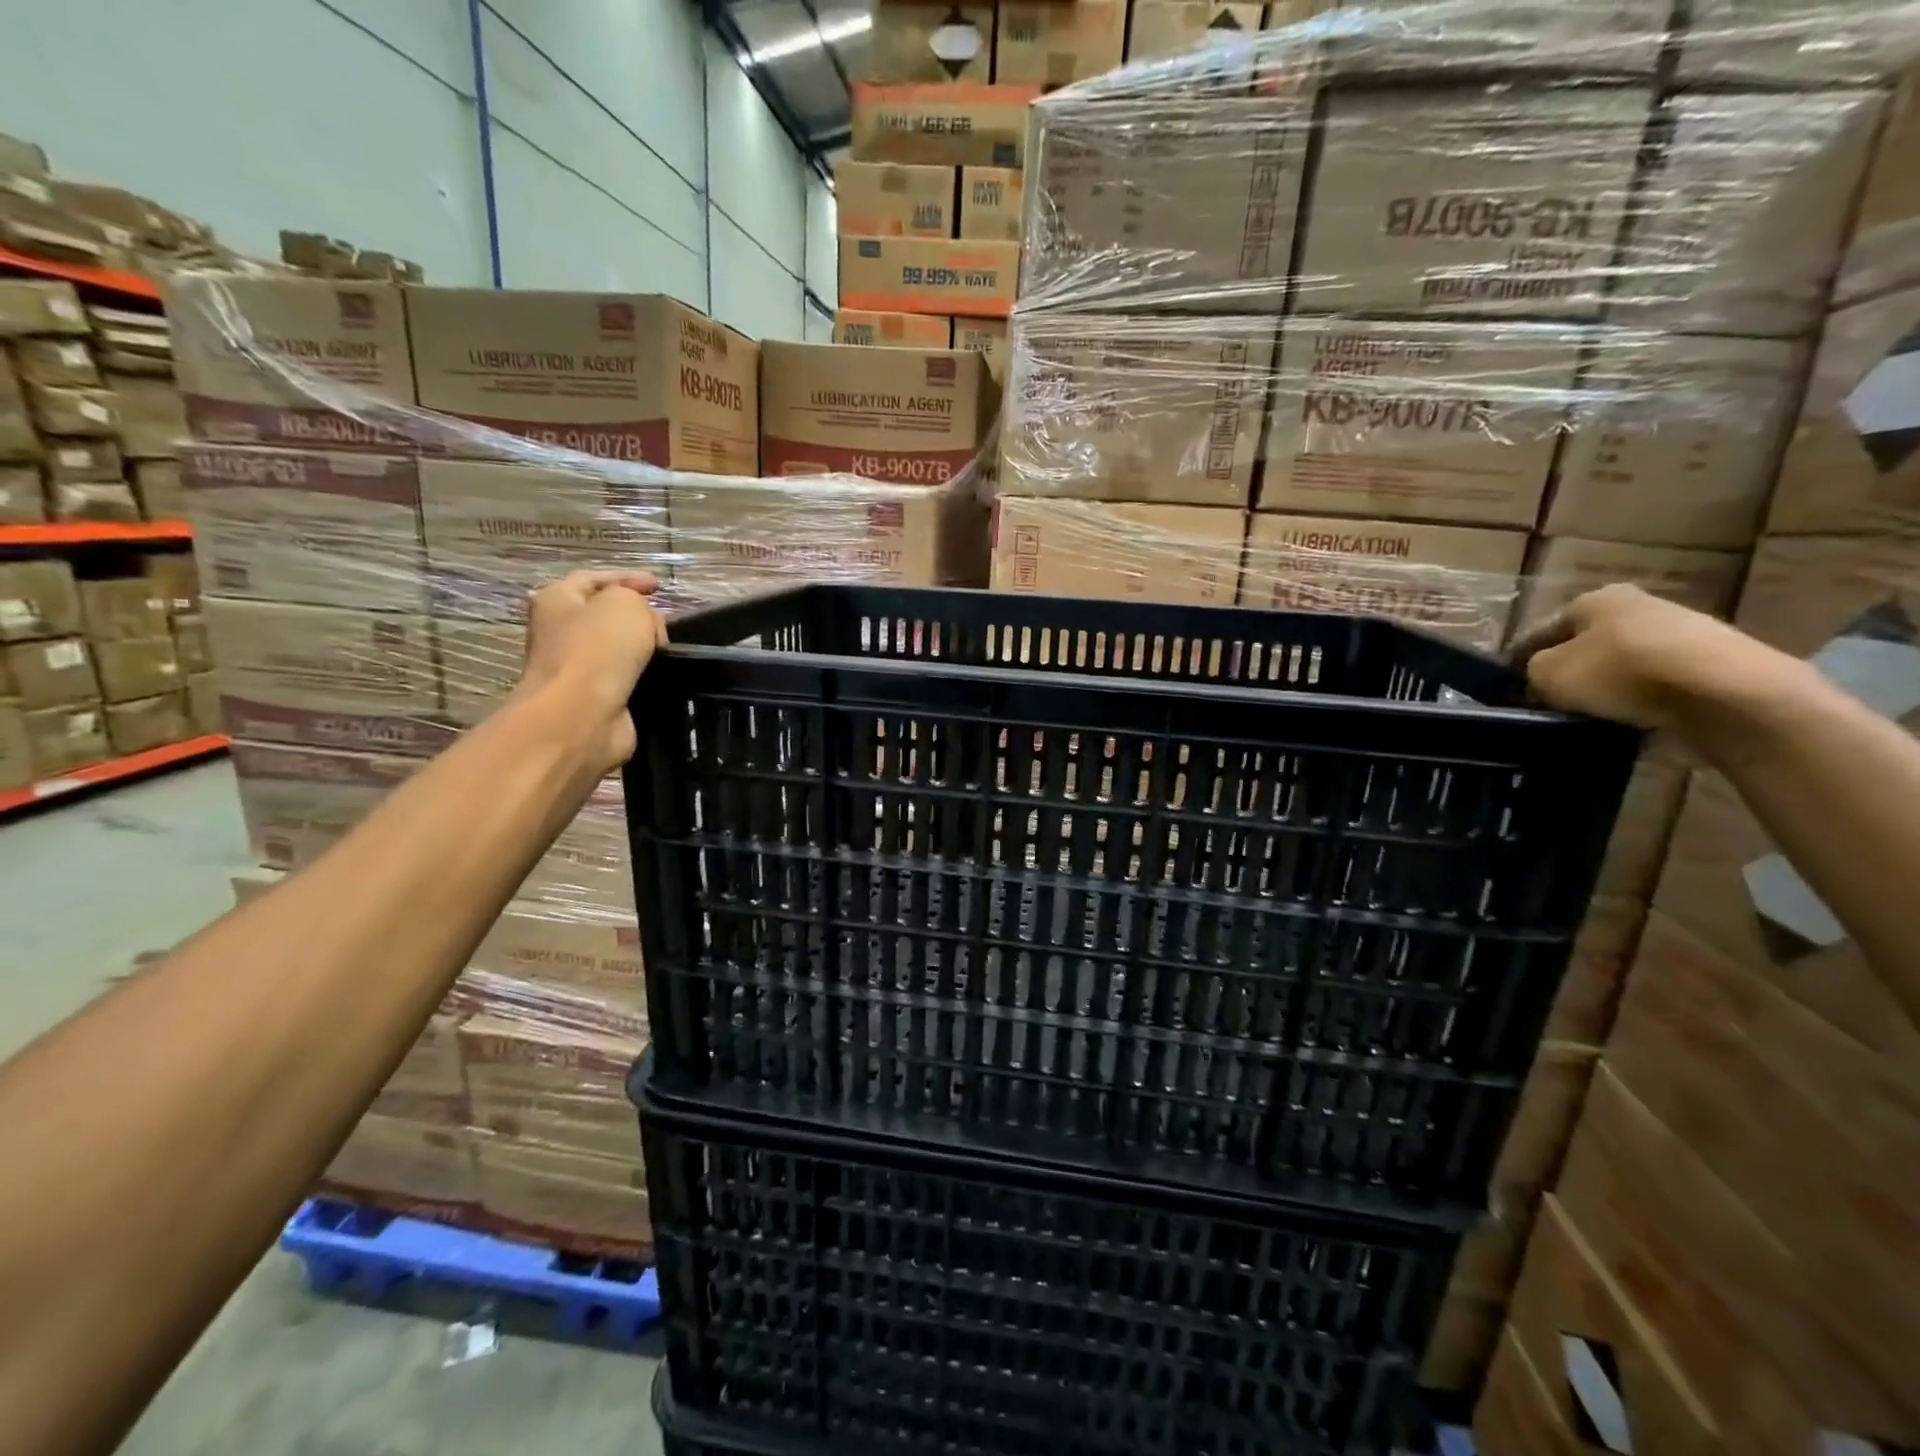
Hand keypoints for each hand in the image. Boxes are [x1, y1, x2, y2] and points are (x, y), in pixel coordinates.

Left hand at [517, 570, 667, 770]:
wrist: (581, 716)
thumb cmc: (598, 650)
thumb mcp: (626, 603)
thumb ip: (638, 601)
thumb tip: (645, 624)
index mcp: (557, 600)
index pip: (594, 578)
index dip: (628, 578)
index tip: (659, 586)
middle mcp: (560, 632)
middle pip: (606, 615)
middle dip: (639, 617)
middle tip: (666, 625)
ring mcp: (576, 668)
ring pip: (619, 650)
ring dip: (645, 650)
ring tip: (671, 652)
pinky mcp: (595, 698)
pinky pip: (627, 680)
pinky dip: (646, 677)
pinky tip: (665, 677)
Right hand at [1512, 583, 1767, 730]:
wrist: (1724, 691)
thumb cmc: (1620, 672)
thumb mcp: (1548, 674)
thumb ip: (1531, 673)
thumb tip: (1538, 680)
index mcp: (1593, 599)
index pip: (1538, 631)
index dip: (1517, 661)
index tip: (1507, 690)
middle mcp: (1636, 604)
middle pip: (1584, 644)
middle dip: (1565, 671)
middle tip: (1546, 703)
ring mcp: (1679, 631)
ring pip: (1620, 662)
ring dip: (1603, 686)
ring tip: (1587, 715)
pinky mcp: (1710, 661)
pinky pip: (1656, 682)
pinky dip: (1639, 698)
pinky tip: (1630, 718)